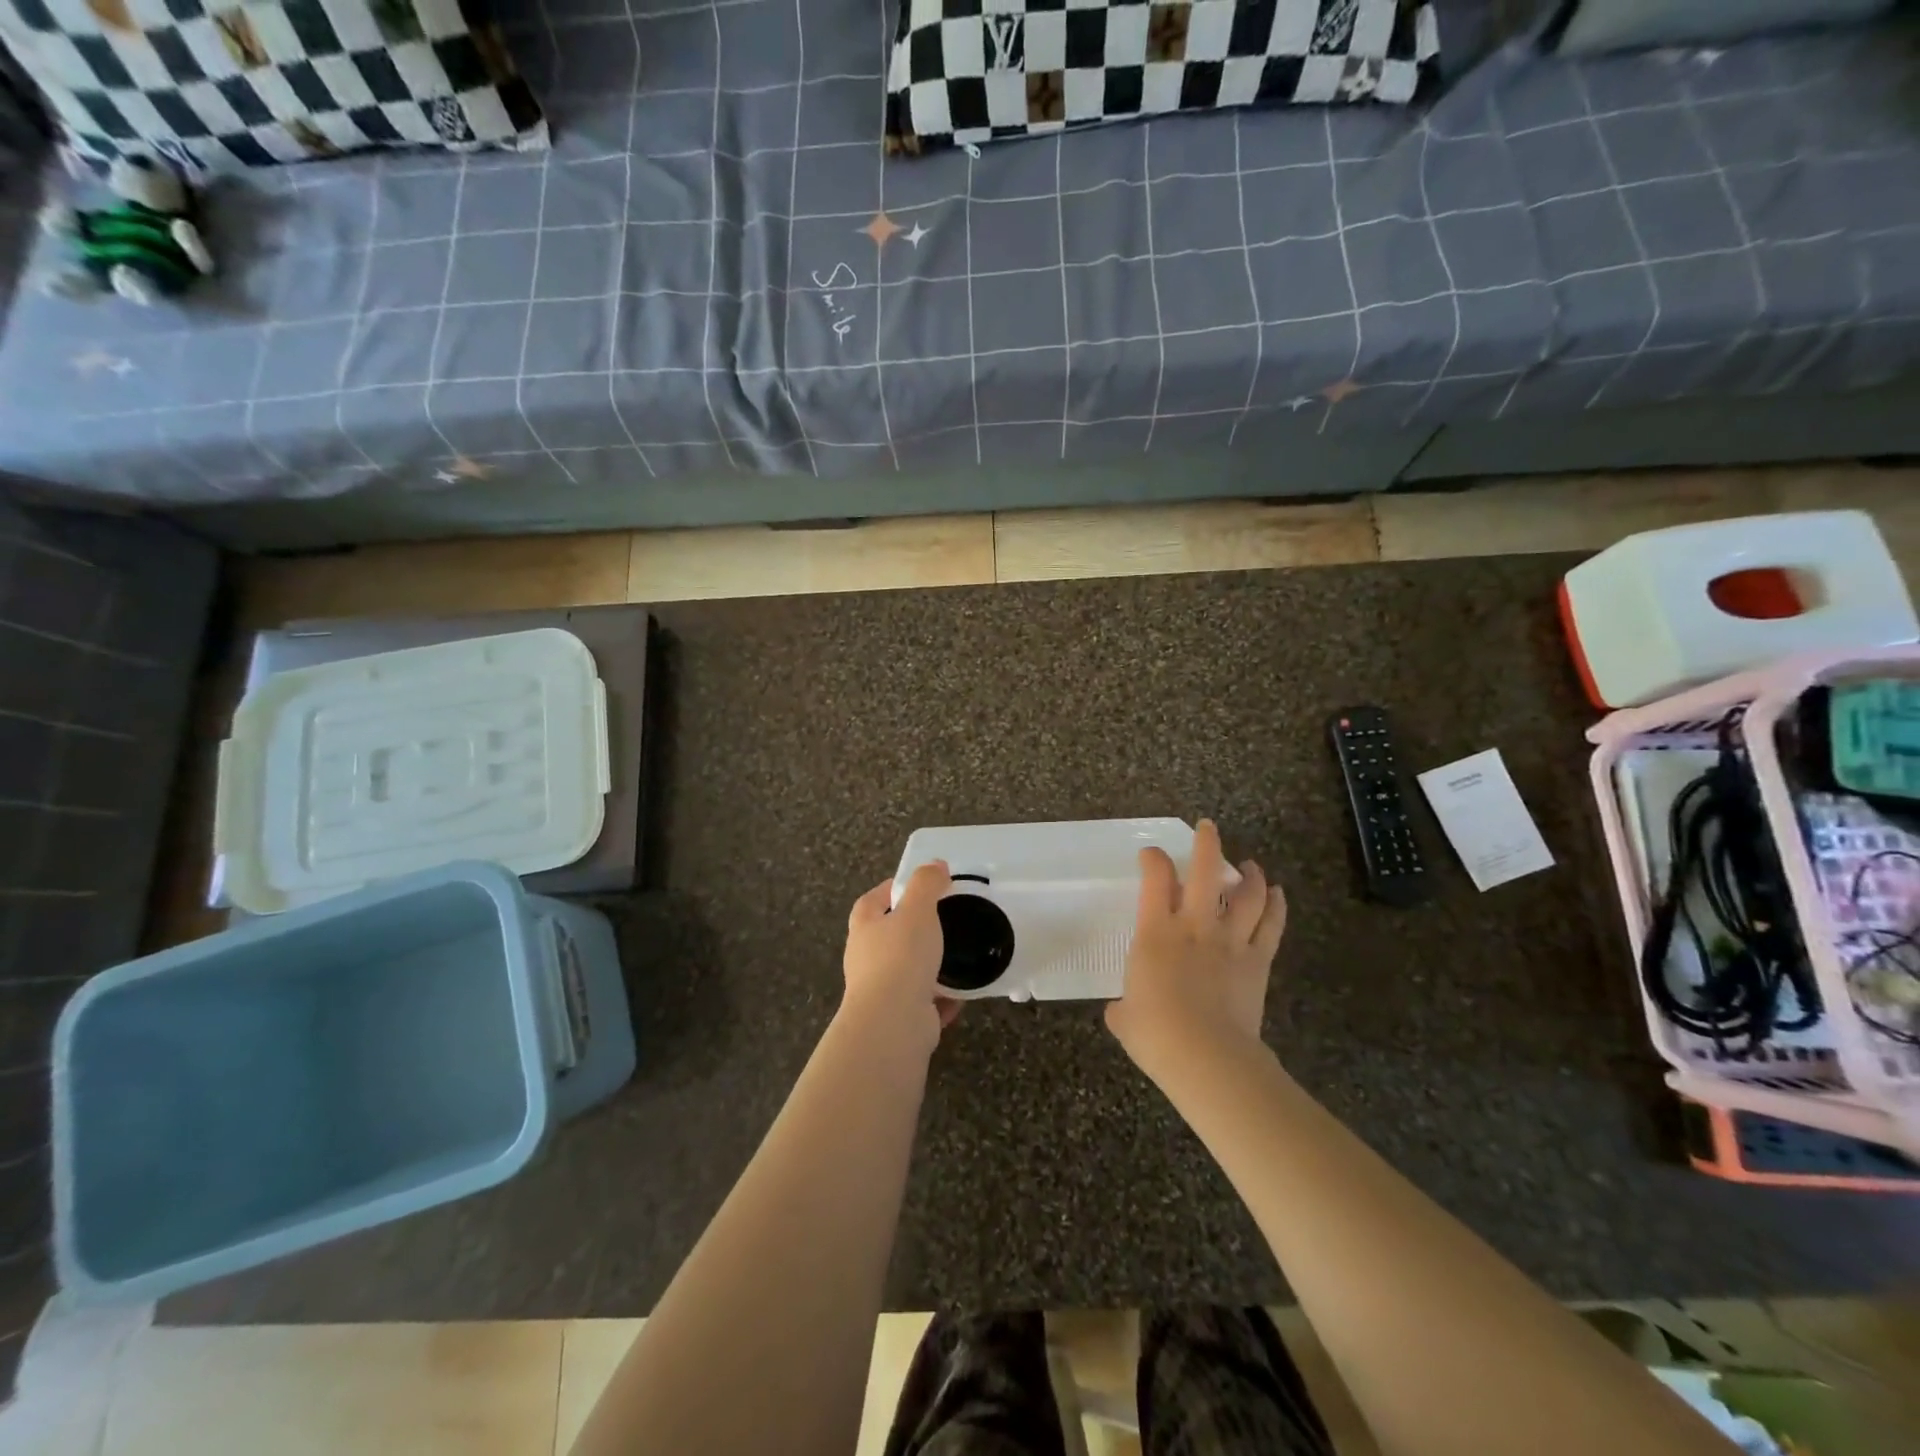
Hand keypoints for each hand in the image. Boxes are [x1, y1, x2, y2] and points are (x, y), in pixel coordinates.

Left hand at [839, 861, 960, 1056]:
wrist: (893, 1024)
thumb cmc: (901, 958)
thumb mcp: (917, 910)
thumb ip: (926, 884)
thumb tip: (935, 864)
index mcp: (865, 927)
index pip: (872, 900)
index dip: (892, 889)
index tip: (918, 884)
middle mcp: (866, 958)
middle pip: (889, 936)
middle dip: (912, 928)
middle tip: (944, 918)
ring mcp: (881, 991)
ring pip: (907, 970)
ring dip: (928, 964)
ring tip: (958, 953)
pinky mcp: (900, 1017)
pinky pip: (925, 1001)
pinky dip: (942, 997)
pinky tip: (964, 992)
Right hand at [1106, 819, 1286, 1080]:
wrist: (1207, 1056)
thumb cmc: (1156, 1033)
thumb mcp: (1124, 1018)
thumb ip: (1123, 1006)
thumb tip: (1123, 1010)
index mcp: (1156, 932)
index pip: (1155, 879)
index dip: (1153, 859)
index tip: (1152, 854)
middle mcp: (1195, 925)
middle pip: (1206, 872)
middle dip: (1207, 844)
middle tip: (1208, 827)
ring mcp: (1230, 941)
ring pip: (1247, 894)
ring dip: (1251, 874)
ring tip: (1250, 864)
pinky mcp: (1257, 961)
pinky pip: (1271, 925)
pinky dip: (1276, 906)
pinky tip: (1277, 894)